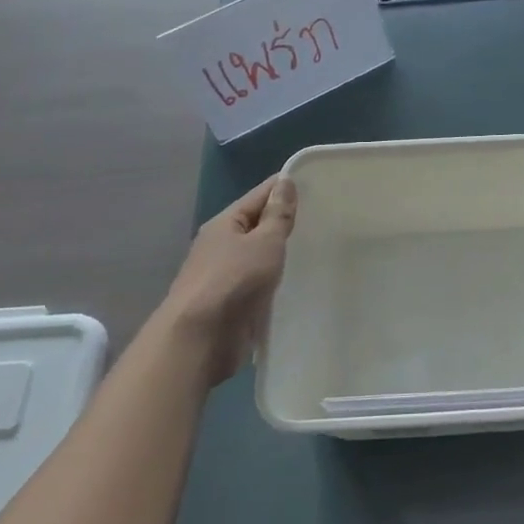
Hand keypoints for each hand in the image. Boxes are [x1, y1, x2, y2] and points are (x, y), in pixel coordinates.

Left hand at [164, 175, 297, 382]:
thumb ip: (278, 214)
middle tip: (325, 216)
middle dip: (286, 221)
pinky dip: (276, 279)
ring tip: (317, 248)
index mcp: (225, 223)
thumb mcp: (264, 242)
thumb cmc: (233, 280)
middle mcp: (221, 245)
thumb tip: (285, 182)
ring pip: (259, 256)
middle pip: (258, 225)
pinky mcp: (231, 304)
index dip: (286, 187)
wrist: (198, 340)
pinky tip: (299, 281)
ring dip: (282, 253)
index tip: (317, 184)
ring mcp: (224, 276)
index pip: (260, 195)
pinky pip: (259, 283)